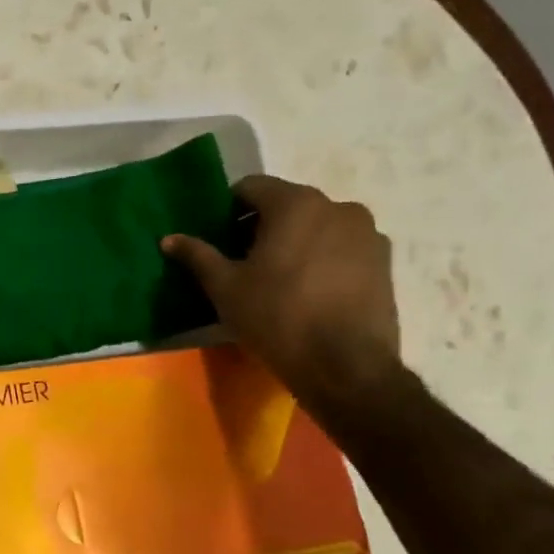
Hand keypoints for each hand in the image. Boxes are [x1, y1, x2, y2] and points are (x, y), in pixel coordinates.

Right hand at [162, 175, 401, 411]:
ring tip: (276, 278)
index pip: (251, 187)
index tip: (216, 237)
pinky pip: (341, 248)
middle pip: (287, 205)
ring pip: (317, 226)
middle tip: (240, 261)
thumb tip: (169, 238)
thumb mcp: (225, 288)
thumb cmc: (278, 317)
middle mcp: (338, 207)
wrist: (346, 366)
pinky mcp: (384, 262)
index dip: (227, 209)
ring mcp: (367, 234)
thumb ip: (197, 256)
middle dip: (260, 226)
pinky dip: (320, 258)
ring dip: (293, 242)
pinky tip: (307, 291)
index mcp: (296, 204)